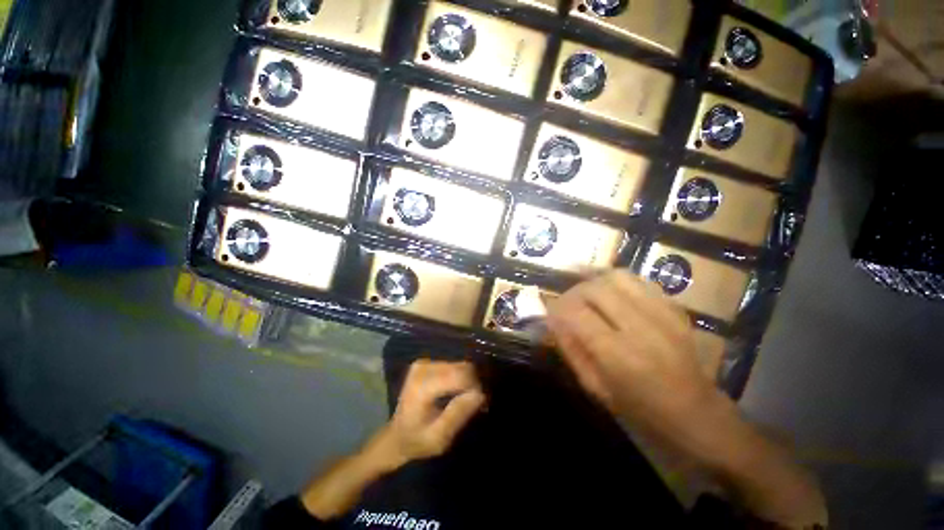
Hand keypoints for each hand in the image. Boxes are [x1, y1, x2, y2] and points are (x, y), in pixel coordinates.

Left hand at [377, 359, 485, 466]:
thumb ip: (458, 414)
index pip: (460, 375)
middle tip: (475, 403)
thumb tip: (480, 394)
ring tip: (466, 399)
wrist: (396, 436)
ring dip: (467, 380)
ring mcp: (424, 363)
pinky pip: (453, 365)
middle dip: (473, 383)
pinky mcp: (427, 362)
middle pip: (462, 367)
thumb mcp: (439, 438)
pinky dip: (460, 377)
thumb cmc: (417, 441)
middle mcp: (423, 368)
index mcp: (423, 386)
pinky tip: (457, 391)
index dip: (474, 387)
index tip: (480, 404)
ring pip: (460, 364)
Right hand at [545, 270, 723, 442]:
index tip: (549, 311)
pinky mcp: (675, 309)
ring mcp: (663, 315)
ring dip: (594, 281)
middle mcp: (641, 328)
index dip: (556, 307)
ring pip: (617, 277)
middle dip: (572, 292)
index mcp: (619, 355)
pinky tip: (609, 291)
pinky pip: (639, 281)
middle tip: (566, 303)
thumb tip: (552, 320)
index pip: (576, 313)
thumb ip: (571, 349)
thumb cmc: (641, 412)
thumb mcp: (595, 388)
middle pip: (595, 289)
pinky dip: (617, 282)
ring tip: (585, 293)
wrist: (698, 416)